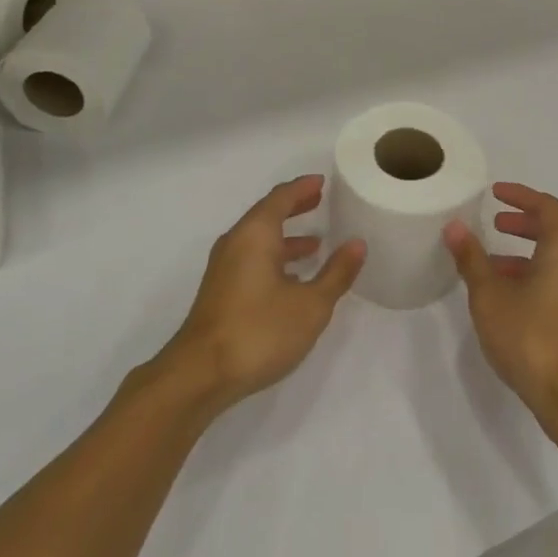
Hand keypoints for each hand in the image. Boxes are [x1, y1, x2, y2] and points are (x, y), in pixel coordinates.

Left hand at [160, 176, 365, 412]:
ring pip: (258, 241)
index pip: (280, 197)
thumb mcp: (310, 305)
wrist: (200, 375)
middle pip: (267, 215)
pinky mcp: (220, 292)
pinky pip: (251, 260)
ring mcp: (224, 268)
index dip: (302, 188)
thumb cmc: (259, 330)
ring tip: (315, 245)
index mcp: (255, 234)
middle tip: (319, 202)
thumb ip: (336, 273)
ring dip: (286, 239)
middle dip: (294, 208)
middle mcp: (236, 242)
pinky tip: (292, 282)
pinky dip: (274, 259)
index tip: (321, 182)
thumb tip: (357, 244)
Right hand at [444, 183, 557, 422]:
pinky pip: (550, 281)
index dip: (521, 195)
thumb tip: (454, 226)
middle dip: (522, 222)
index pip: (546, 207)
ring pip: (550, 259)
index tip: (495, 193)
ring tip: (488, 263)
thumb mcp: (490, 295)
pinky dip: (527, 274)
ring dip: (521, 252)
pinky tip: (501, 296)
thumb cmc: (530, 336)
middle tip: (493, 223)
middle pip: (551, 230)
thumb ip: (472, 259)